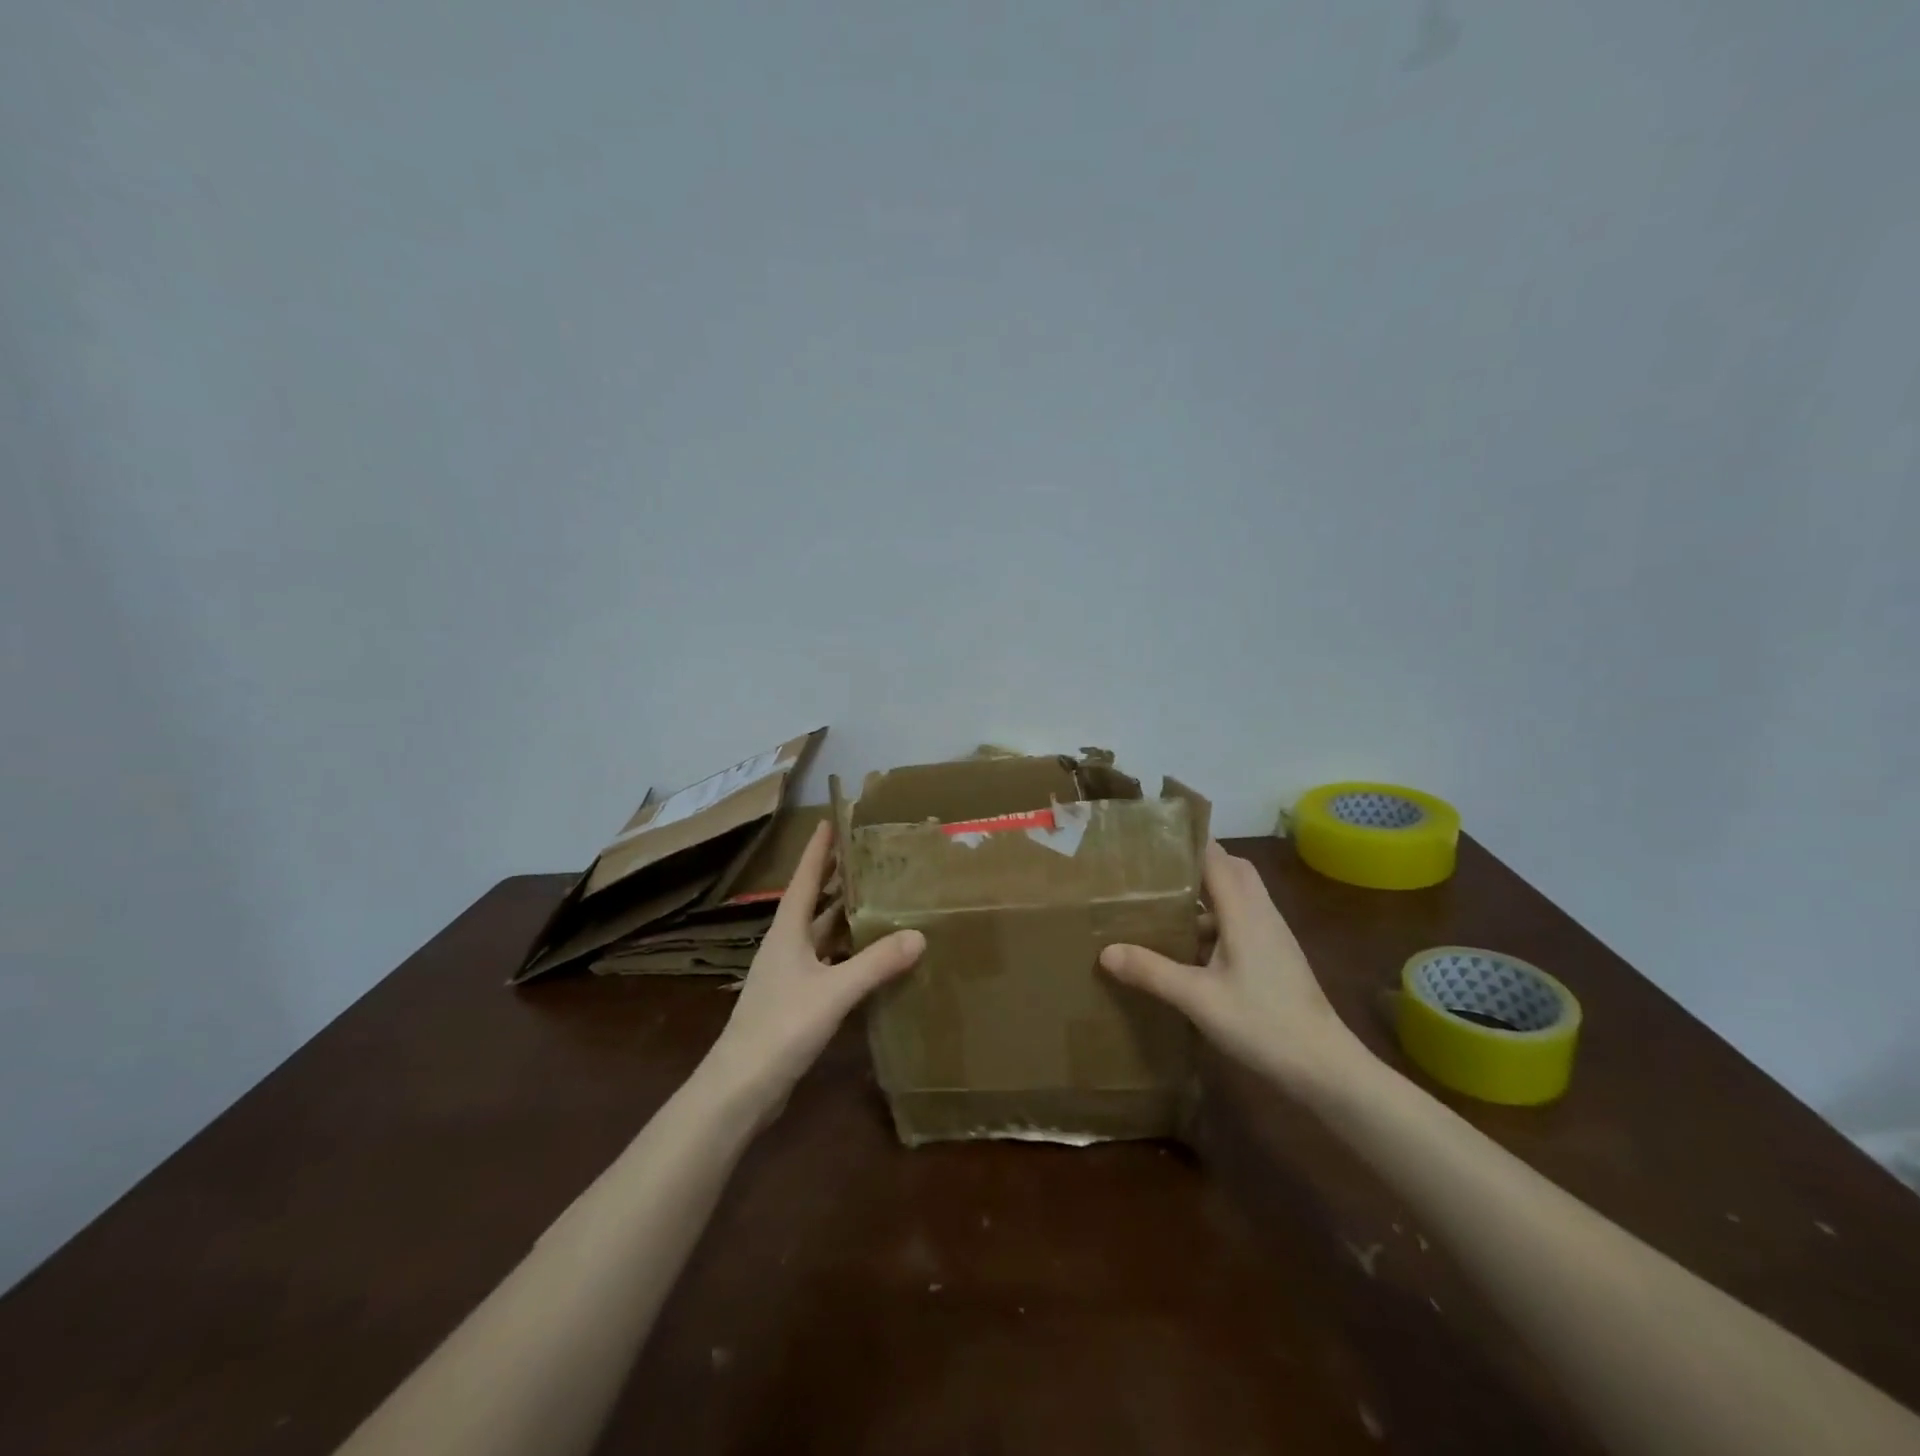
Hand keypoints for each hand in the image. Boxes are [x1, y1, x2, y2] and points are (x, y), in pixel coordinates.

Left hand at [703, 822, 923, 1114]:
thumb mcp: (833, 991)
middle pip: (814, 905)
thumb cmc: (781, 1027)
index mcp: (787, 933)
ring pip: (822, 937)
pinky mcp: (796, 1003)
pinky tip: (871, 960)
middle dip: (837, 880)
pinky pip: (828, 966)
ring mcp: (789, 977)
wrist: (740, 1089)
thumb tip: (919, 934)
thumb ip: (876, 963)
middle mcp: (786, 947)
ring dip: (845, 919)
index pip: (804, 880)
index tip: (830, 821)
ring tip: (879, 901)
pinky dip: (848, 956)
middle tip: (867, 858)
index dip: (817, 851)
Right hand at [1099, 841, 1371, 1091]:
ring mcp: (1274, 936)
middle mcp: (1262, 914)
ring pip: (1240, 896)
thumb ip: (1152, 971)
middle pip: (1233, 869)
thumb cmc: (1263, 1024)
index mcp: (1244, 913)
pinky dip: (1218, 920)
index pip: (1216, 858)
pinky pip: (1244, 920)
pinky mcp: (1278, 957)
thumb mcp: (1198, 999)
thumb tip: (1105, 951)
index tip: (1154, 835)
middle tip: (1159, 868)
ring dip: (1207, 894)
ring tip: (1166, 904)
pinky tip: (1193, 948)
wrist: (1326, 1067)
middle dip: (1198, 862)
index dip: (1189, 841)